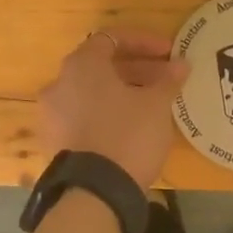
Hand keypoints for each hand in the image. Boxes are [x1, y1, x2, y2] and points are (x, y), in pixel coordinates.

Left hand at [38, 30, 187, 188]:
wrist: (95, 193)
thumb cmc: (128, 135)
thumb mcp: (156, 105)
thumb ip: (168, 79)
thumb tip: (181, 63)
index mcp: (81, 65)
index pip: (112, 38)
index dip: (144, 42)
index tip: (169, 53)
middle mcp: (59, 84)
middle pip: (100, 66)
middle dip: (136, 68)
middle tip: (165, 78)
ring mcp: (52, 114)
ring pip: (91, 92)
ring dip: (121, 91)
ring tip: (151, 103)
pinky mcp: (54, 142)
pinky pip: (83, 116)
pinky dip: (106, 113)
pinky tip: (130, 126)